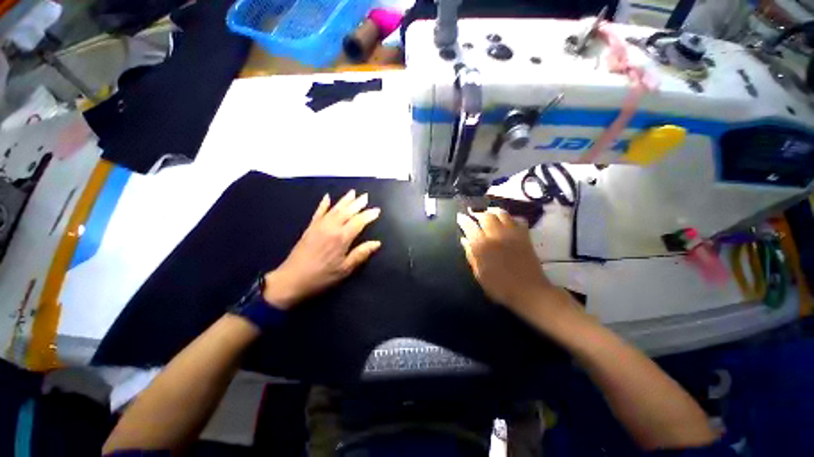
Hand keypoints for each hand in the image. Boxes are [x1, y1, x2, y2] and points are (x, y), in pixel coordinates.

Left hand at [263, 190, 381, 309]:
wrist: (291, 280)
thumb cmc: (322, 276)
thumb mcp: (345, 269)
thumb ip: (361, 254)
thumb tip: (377, 243)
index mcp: (342, 238)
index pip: (359, 221)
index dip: (369, 215)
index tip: (377, 210)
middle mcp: (331, 227)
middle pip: (347, 211)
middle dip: (357, 203)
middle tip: (366, 196)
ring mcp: (319, 226)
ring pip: (334, 209)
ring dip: (344, 200)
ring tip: (352, 192)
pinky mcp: (310, 228)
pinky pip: (318, 212)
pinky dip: (323, 204)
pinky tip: (327, 197)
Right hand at [457, 208, 554, 310]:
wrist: (528, 291)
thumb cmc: (499, 286)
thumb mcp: (479, 273)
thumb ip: (471, 255)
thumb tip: (464, 240)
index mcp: (482, 245)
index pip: (470, 226)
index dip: (463, 220)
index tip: (460, 217)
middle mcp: (496, 235)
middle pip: (485, 216)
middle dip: (477, 212)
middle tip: (473, 213)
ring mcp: (512, 234)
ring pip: (502, 214)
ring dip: (493, 211)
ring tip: (488, 211)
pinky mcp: (524, 236)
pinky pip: (518, 220)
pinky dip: (511, 218)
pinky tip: (507, 221)